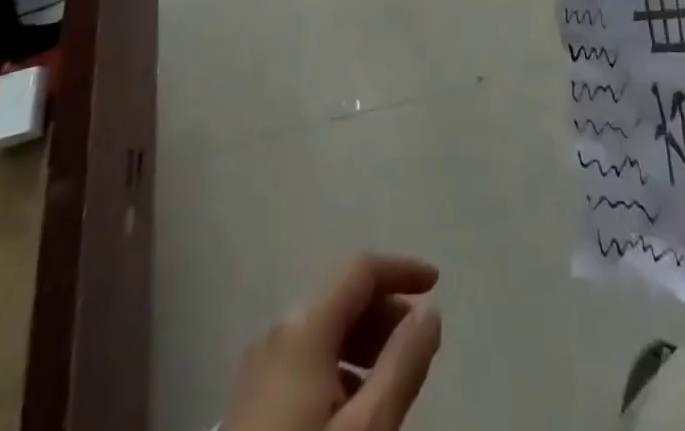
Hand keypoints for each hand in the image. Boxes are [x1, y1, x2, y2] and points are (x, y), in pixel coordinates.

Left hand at [223, 254, 442, 430]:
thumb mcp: (368, 428)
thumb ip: (403, 364)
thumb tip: (429, 312)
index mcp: (305, 326)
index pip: (362, 269)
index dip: (402, 269)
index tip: (437, 284)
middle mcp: (277, 331)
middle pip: (342, 300)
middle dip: (385, 314)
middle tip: (417, 349)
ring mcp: (257, 367)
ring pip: (323, 333)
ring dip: (362, 345)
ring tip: (389, 385)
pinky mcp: (246, 402)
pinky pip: (303, 362)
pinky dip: (336, 368)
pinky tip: (350, 411)